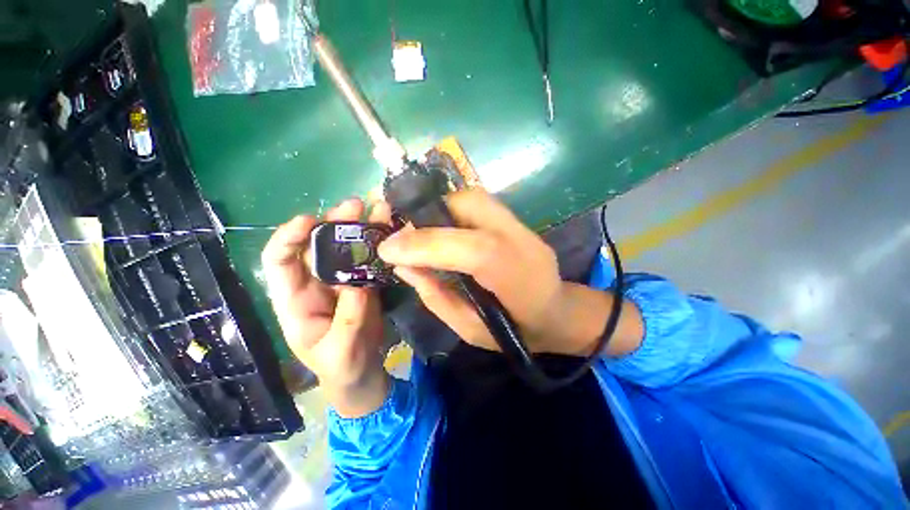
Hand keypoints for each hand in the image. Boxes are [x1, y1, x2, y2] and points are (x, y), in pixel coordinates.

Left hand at [262, 198, 390, 416]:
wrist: (363, 374)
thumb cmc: (341, 369)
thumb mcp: (340, 354)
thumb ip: (347, 322)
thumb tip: (359, 285)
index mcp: (294, 301)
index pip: (279, 262)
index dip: (289, 238)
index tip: (309, 220)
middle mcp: (316, 284)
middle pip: (318, 246)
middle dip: (333, 223)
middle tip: (356, 206)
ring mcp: (343, 281)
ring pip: (347, 248)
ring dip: (360, 227)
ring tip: (378, 209)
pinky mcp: (364, 283)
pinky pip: (369, 259)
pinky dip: (379, 244)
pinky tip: (391, 230)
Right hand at [377, 190, 565, 352]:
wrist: (558, 312)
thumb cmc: (516, 331)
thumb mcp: (469, 328)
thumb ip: (435, 295)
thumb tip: (402, 265)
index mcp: (516, 277)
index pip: (472, 249)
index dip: (425, 244)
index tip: (387, 249)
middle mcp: (522, 241)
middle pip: (470, 206)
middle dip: (428, 216)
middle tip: (405, 237)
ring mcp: (522, 225)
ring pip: (472, 198)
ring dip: (439, 210)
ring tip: (421, 233)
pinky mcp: (516, 220)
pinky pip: (477, 203)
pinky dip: (452, 210)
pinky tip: (443, 229)